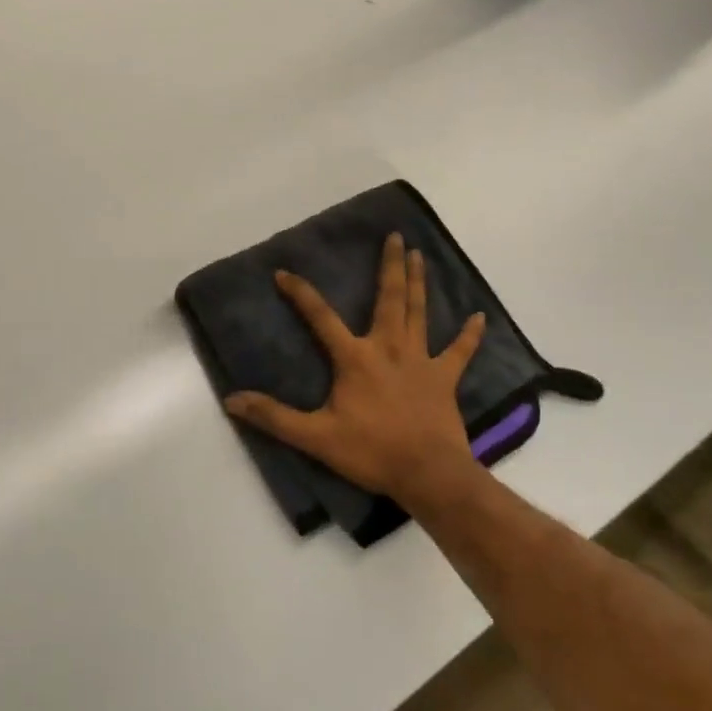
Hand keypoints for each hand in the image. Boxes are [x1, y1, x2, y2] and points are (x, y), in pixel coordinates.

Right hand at [224, 231, 486, 510]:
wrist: (429, 475)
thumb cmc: (371, 451)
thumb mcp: (315, 437)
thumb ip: (274, 417)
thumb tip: (232, 400)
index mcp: (356, 358)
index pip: (321, 317)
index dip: (300, 293)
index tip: (283, 272)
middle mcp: (389, 348)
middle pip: (389, 299)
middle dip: (389, 266)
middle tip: (394, 236)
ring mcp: (421, 361)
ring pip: (419, 313)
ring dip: (418, 283)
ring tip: (419, 254)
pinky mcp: (445, 379)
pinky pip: (460, 352)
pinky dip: (470, 335)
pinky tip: (479, 317)